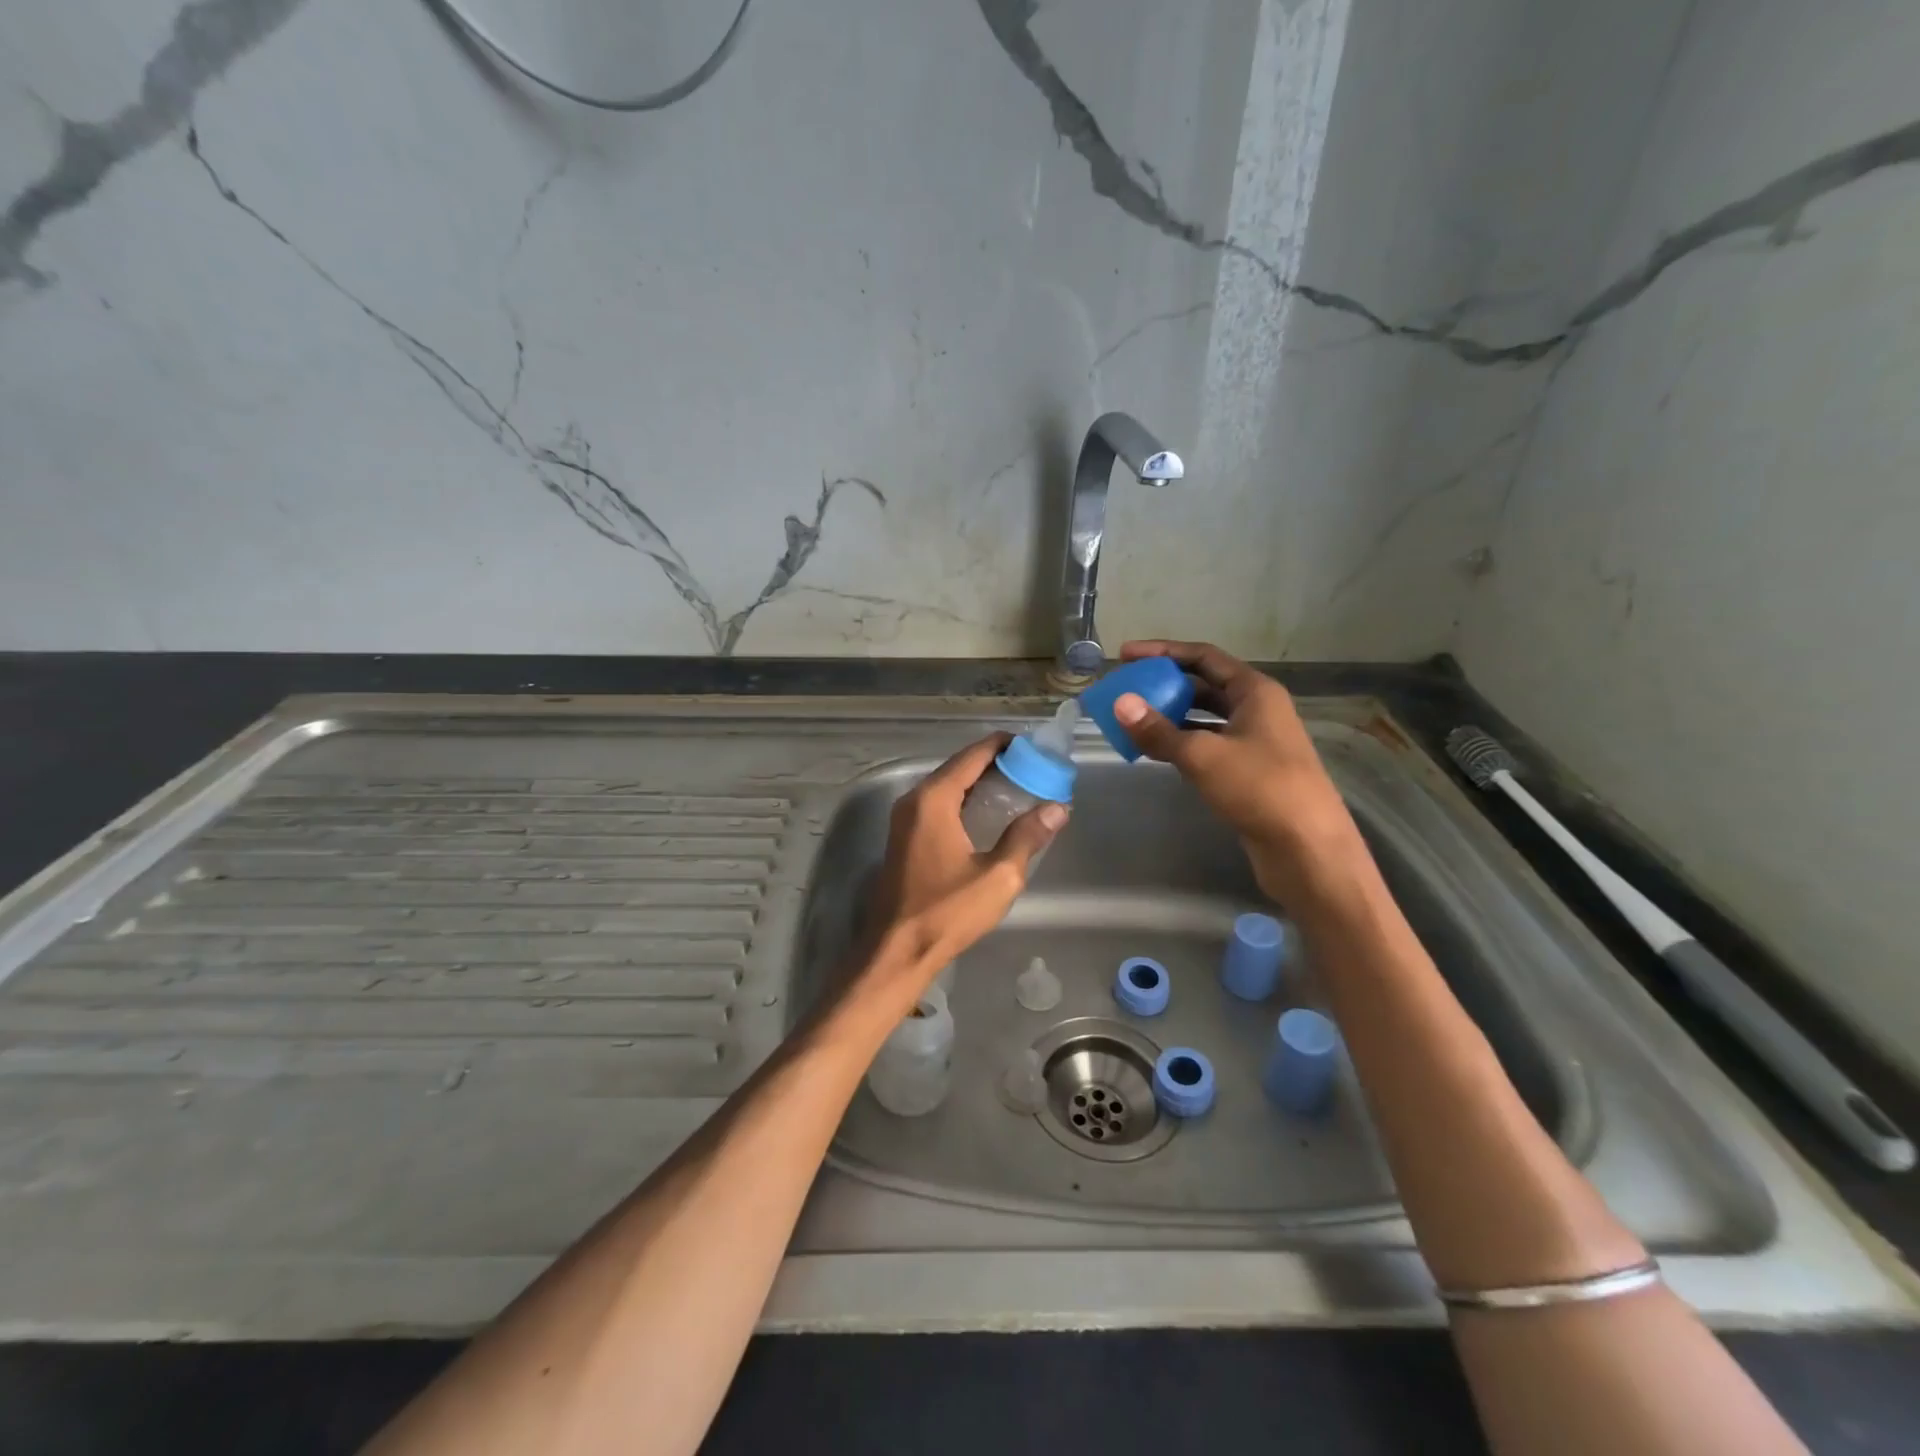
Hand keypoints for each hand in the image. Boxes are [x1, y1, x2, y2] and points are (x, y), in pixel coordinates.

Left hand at [867, 734, 1067, 979]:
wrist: (896, 951)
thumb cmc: (947, 912)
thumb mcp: (998, 876)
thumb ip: (1027, 837)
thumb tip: (1057, 808)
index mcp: (933, 799)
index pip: (972, 755)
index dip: (1003, 745)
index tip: (1032, 745)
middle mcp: (914, 800)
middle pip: (958, 767)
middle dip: (994, 762)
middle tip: (1032, 767)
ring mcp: (904, 819)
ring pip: (947, 786)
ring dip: (978, 782)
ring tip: (1017, 786)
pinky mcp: (904, 838)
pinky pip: (937, 805)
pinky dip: (963, 800)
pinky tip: (987, 814)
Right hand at [1111, 640, 1362, 902]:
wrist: (1306, 848)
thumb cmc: (1260, 788)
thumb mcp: (1203, 755)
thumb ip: (1158, 730)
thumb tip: (1120, 703)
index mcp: (1255, 691)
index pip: (1203, 656)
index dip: (1162, 652)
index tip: (1125, 656)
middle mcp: (1256, 709)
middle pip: (1203, 684)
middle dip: (1163, 684)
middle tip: (1125, 689)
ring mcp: (1253, 741)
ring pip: (1204, 717)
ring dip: (1169, 715)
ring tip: (1131, 719)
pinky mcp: (1247, 771)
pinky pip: (1206, 744)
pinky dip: (1179, 742)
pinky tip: (1153, 750)